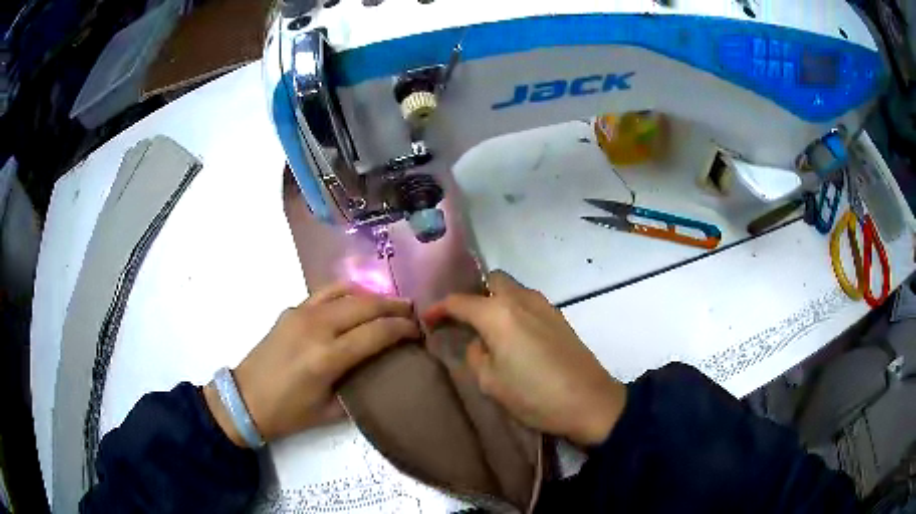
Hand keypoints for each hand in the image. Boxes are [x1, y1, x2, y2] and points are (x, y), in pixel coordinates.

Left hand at [204, 282, 418, 446]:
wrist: (246, 398)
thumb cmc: (288, 413)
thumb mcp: (330, 413)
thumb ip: (359, 391)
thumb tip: (382, 375)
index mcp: (327, 357)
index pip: (377, 333)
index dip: (403, 329)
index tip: (419, 331)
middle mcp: (317, 327)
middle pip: (366, 305)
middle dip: (395, 306)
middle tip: (413, 313)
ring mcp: (302, 314)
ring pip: (347, 292)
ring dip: (373, 295)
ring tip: (390, 303)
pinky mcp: (292, 310)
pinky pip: (326, 292)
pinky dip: (348, 291)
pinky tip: (357, 300)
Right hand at [423, 271, 625, 446]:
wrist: (590, 402)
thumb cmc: (535, 396)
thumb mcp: (491, 383)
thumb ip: (476, 355)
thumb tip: (479, 343)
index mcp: (498, 314)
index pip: (459, 301)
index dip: (439, 309)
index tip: (428, 320)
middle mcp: (521, 299)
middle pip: (491, 281)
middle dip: (474, 295)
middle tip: (464, 320)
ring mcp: (544, 305)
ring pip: (512, 289)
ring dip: (496, 301)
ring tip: (487, 329)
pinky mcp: (560, 317)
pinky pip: (528, 302)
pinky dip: (514, 309)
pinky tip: (513, 335)